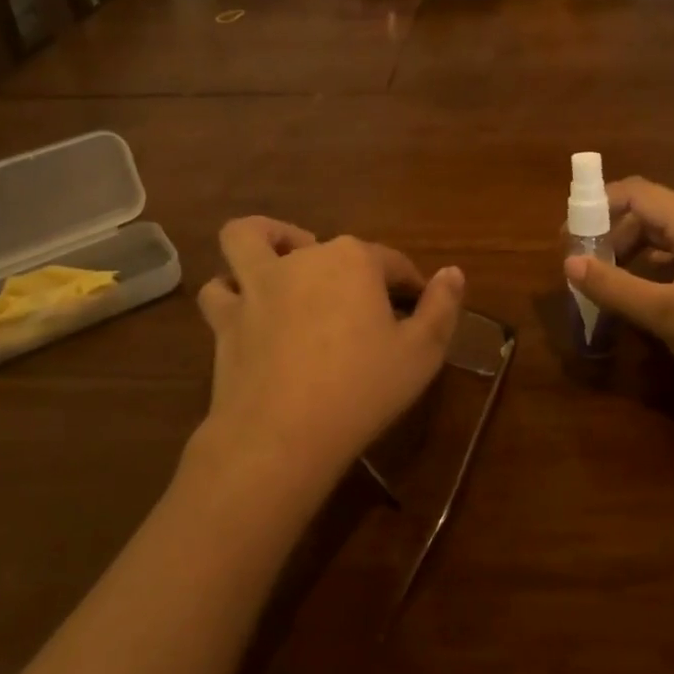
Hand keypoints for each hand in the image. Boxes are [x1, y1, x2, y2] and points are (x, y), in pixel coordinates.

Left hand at [192, 217, 463, 493]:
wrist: (282, 435)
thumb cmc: (362, 390)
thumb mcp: (422, 354)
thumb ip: (442, 308)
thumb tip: (453, 273)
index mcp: (354, 260)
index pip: (391, 261)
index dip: (408, 282)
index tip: (417, 305)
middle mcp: (303, 258)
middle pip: (331, 247)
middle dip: (351, 268)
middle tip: (363, 307)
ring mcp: (258, 284)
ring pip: (250, 238)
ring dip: (267, 242)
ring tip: (284, 263)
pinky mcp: (226, 318)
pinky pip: (219, 290)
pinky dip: (231, 292)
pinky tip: (246, 308)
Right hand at [564, 178, 673, 413]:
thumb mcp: (665, 313)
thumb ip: (615, 286)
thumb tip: (570, 263)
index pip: (637, 191)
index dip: (598, 205)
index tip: (571, 234)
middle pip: (652, 207)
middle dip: (615, 228)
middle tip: (590, 259)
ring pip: (669, 228)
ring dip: (636, 244)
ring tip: (612, 273)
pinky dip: (658, 259)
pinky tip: (648, 286)